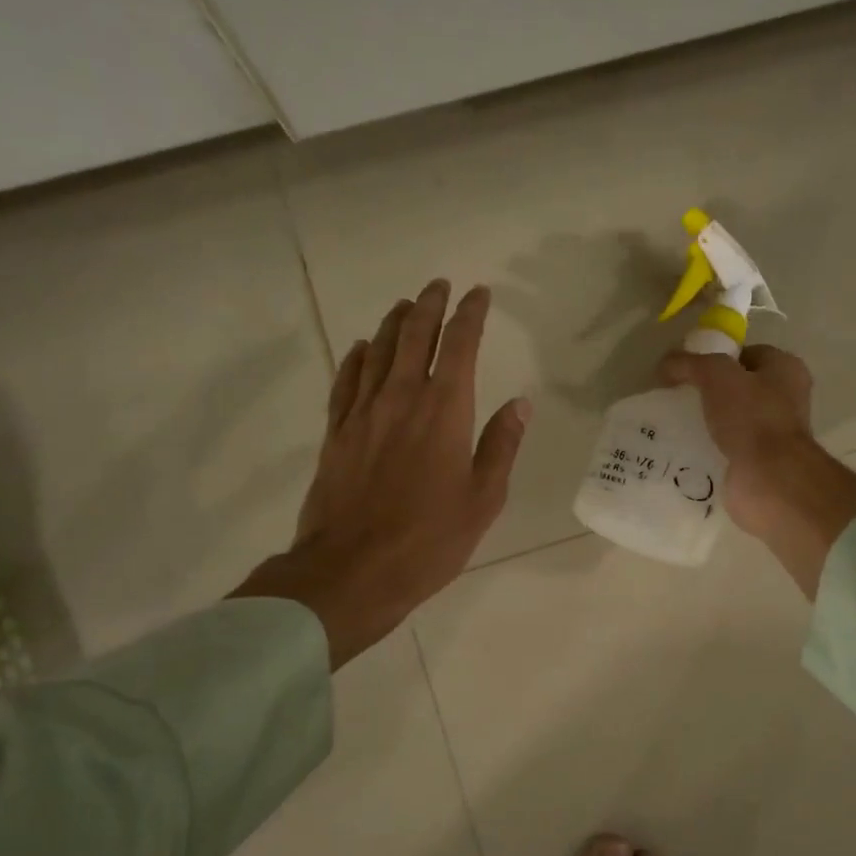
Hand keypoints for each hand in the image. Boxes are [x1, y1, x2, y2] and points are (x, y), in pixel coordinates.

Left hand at [235, 280, 529, 667]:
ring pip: (378, 352)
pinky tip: (362, 348)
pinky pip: (345, 382)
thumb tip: (520, 403)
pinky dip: (356, 358)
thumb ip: (500, 446)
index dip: (470, 315)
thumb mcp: (483, 499)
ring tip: (404, 305)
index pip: (460, 346)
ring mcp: (363, 413)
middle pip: (414, 337)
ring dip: (394, 323)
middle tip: (438, 285)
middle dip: (429, 306)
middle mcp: (401, 399)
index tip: (478, 294)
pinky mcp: (336, 433)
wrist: (351, 571)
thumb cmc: (429, 540)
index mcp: (444, 411)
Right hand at [658, 345, 855, 596]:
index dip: (716, 356)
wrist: (769, 481)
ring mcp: (773, 435)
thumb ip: (689, 363)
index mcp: (786, 370)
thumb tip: (666, 364)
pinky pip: (726, 449)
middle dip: (707, 392)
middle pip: (738, 388)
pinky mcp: (757, 464)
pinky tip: (682, 449)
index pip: (747, 354)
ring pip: (730, 420)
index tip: (687, 369)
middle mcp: (785, 400)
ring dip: (705, 422)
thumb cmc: (752, 418)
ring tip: (673, 424)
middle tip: (677, 397)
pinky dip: (707, 449)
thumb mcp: (716, 375)